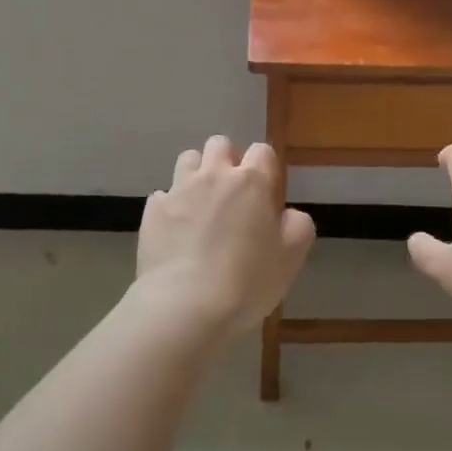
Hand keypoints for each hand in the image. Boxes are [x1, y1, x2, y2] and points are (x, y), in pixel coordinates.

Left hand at [135, 135, 315, 336]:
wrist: (184, 306)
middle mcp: (214, 175)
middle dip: (227, 160)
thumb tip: (288, 214)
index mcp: (251, 182)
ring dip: (197, 174)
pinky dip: (170, 206)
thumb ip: (298, 226)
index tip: (266, 193)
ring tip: (201, 204)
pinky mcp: (153, 211)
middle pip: (220, 144)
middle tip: (232, 193)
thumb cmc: (246, 281)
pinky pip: (162, 195)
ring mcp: (179, 190)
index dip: (265, 167)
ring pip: (188, 159)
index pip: (262, 151)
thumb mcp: (291, 257)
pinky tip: (175, 231)